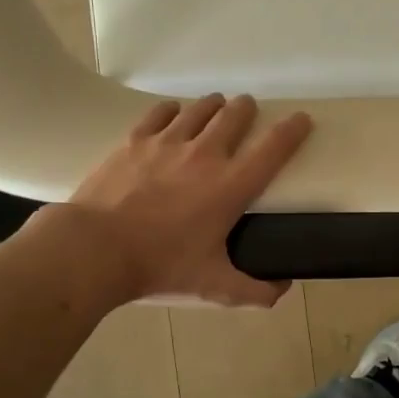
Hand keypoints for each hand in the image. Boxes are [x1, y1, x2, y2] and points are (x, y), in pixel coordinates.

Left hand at [61, 94, 311, 305]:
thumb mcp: (214, 286)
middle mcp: (205, 154)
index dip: (293, 130)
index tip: (302, 119)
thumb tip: (282, 290)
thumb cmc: (161, 265)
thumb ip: (254, 291)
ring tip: (216, 107)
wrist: (96, 249)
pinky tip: (174, 113)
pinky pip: (161, 112)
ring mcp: (168, 142)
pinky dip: (173, 110)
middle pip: (236, 115)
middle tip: (248, 111)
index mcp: (231, 186)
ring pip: (200, 108)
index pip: (274, 148)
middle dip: (247, 109)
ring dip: (214, 105)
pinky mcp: (135, 140)